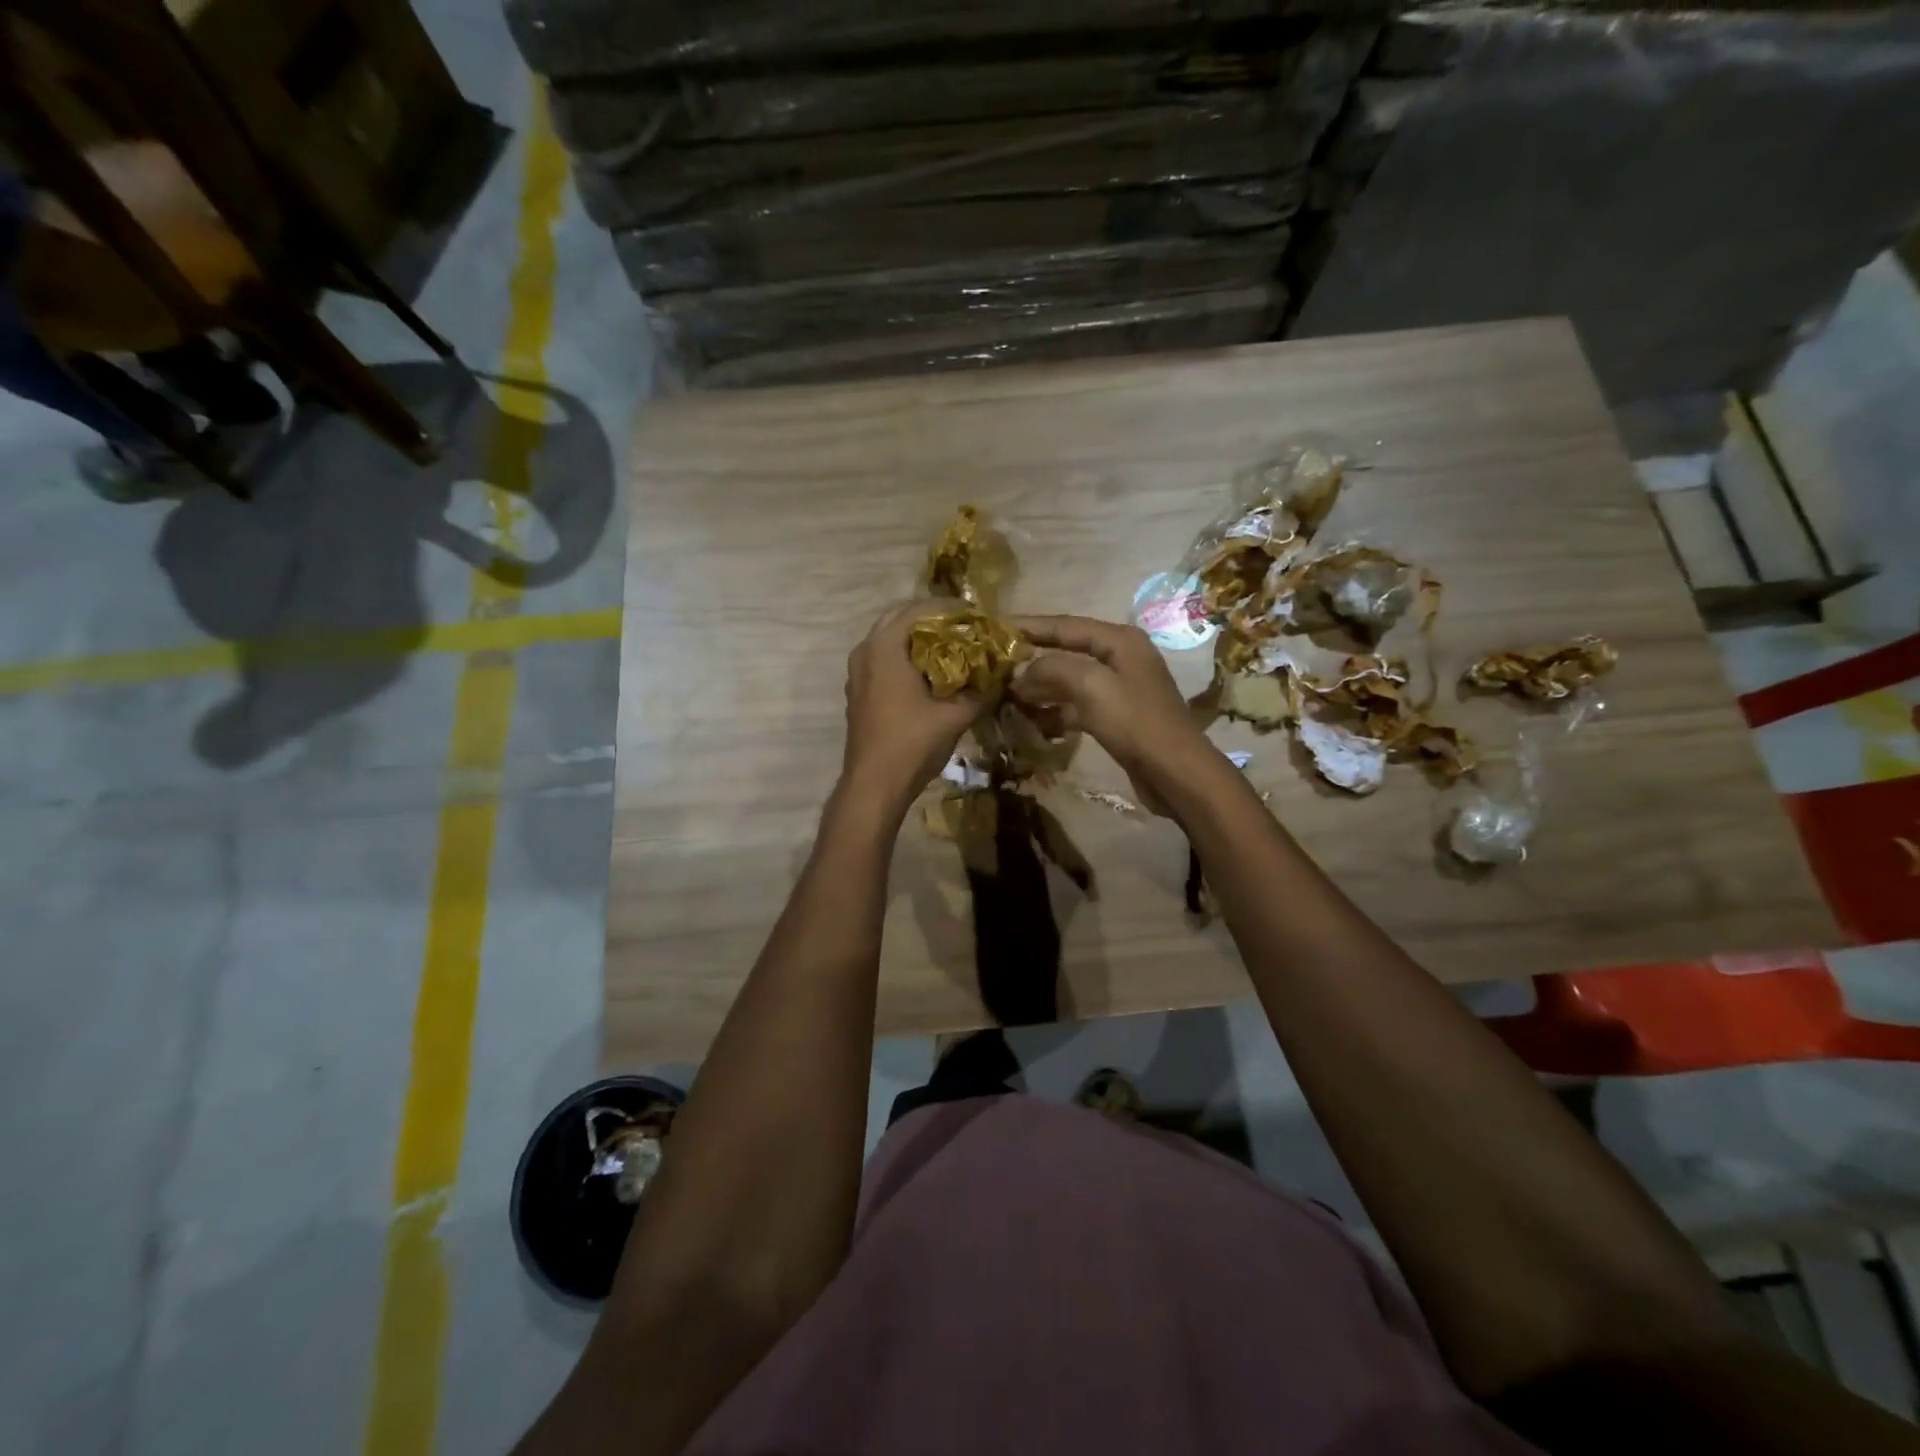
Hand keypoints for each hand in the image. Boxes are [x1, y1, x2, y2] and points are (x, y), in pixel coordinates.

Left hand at [841, 600, 980, 810]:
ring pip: (890, 639)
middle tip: (965, 629)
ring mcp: (857, 672)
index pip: (919, 609)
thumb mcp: (955, 716)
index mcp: (885, 647)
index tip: (977, 617)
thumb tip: (1003, 676)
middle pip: (900, 618)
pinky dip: (906, 656)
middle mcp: (865, 651)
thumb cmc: (912, 744)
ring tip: (952, 648)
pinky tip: (931, 674)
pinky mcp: (859, 690)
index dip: (951, 610)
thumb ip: (981, 691)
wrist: (874, 785)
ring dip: (918, 638)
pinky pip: (883, 659)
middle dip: (933, 620)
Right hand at [1009, 615, 1218, 815]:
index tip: (996, 629)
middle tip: (995, 666)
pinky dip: (1056, 711)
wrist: (1176, 773)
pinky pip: (1078, 706)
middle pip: (1067, 651)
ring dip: (1041, 688)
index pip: (1065, 625)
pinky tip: (1034, 721)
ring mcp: (1120, 689)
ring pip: (1070, 681)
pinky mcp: (1117, 717)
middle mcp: (1121, 658)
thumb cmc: (1136, 723)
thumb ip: (1052, 669)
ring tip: (1008, 696)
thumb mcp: (1091, 687)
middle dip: (1032, 660)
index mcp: (1119, 640)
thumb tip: (1020, 672)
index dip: (1030, 626)